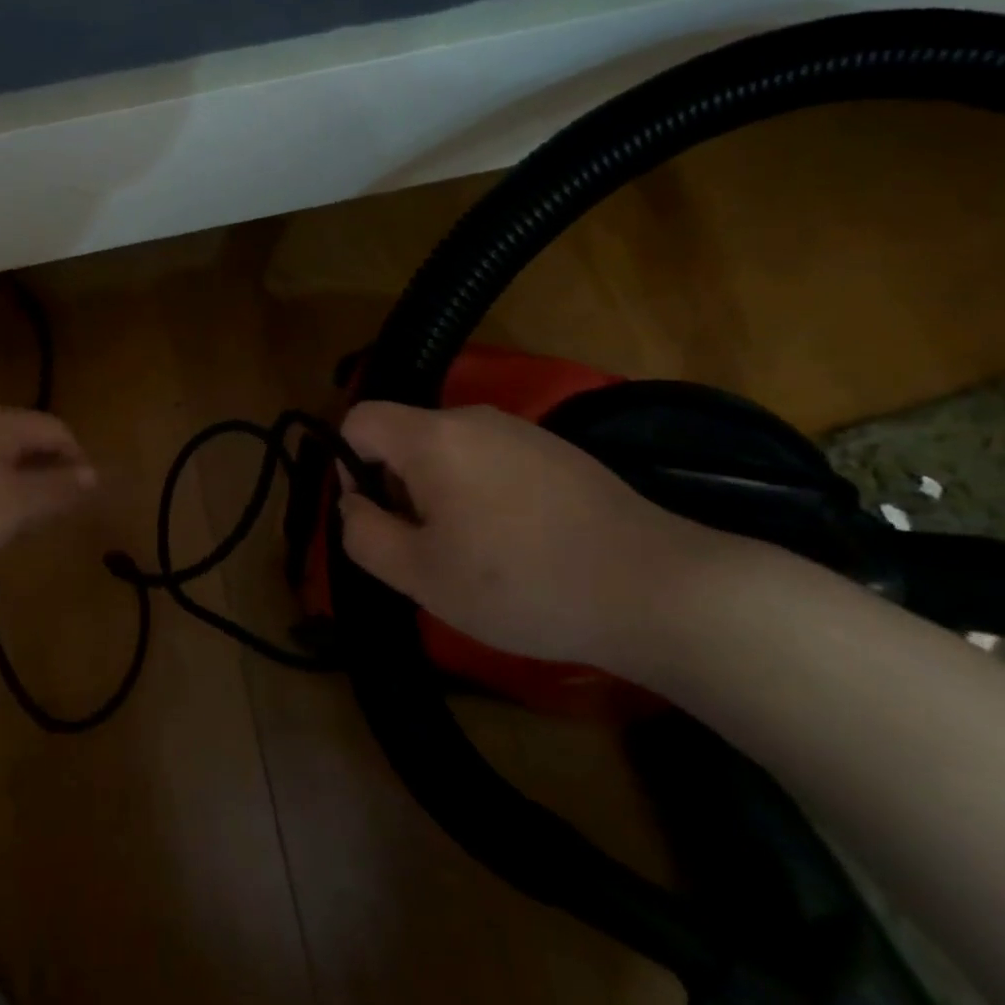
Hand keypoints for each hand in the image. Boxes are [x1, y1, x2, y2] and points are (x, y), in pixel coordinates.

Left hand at [0, 407, 96, 569]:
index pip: (59, 431)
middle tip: (56, 512)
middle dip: (50, 474)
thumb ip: (57, 489)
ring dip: (23, 484)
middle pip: (32, 441)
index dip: (77, 461)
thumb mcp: (16, 504)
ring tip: (25, 520)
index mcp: (7, 425)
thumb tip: (93, 475)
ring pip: (6, 458)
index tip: (82, 497)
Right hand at [337, 401, 751, 675]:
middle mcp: (474, 416)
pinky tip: (520, 543)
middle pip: (404, 436)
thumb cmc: (522, 584)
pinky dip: (482, 493)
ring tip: (477, 553)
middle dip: (400, 486)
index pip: (359, 419)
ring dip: (441, 493)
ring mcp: (520, 429)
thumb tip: (353, 504)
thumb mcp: (422, 576)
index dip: (349, 466)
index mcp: (433, 436)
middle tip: (431, 548)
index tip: (380, 517)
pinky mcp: (557, 450)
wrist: (655, 588)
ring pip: (448, 450)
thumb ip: (364, 534)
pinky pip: (490, 459)